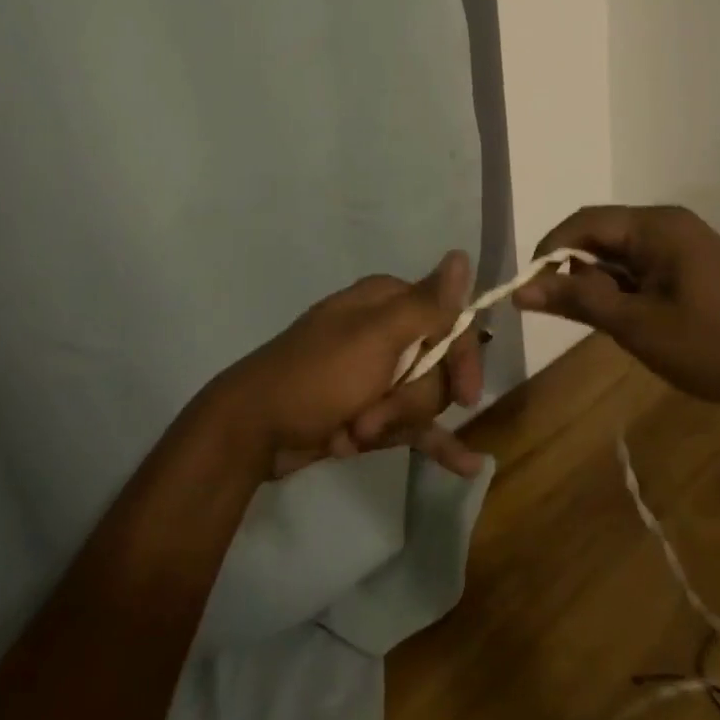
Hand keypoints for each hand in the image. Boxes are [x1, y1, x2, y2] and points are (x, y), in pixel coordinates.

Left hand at [206, 251, 487, 479]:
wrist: (253, 430)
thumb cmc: (316, 377)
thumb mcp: (375, 337)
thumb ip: (425, 304)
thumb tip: (461, 253)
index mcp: (388, 302)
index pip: (451, 322)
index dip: (462, 359)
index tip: (467, 396)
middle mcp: (387, 331)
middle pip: (438, 368)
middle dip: (409, 400)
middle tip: (371, 415)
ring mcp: (377, 373)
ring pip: (423, 400)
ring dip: (394, 424)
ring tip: (354, 434)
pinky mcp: (370, 409)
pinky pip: (416, 426)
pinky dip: (436, 443)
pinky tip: (467, 466)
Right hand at [513, 205, 719, 447]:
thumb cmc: (710, 348)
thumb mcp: (636, 325)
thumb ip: (577, 300)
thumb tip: (521, 289)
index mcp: (658, 225)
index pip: (584, 222)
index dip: (550, 251)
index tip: (529, 288)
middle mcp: (669, 224)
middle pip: (602, 235)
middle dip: (576, 271)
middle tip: (565, 313)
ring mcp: (685, 244)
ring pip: (620, 253)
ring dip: (600, 283)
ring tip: (603, 323)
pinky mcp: (693, 267)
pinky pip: (642, 267)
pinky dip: (624, 289)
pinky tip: (627, 320)